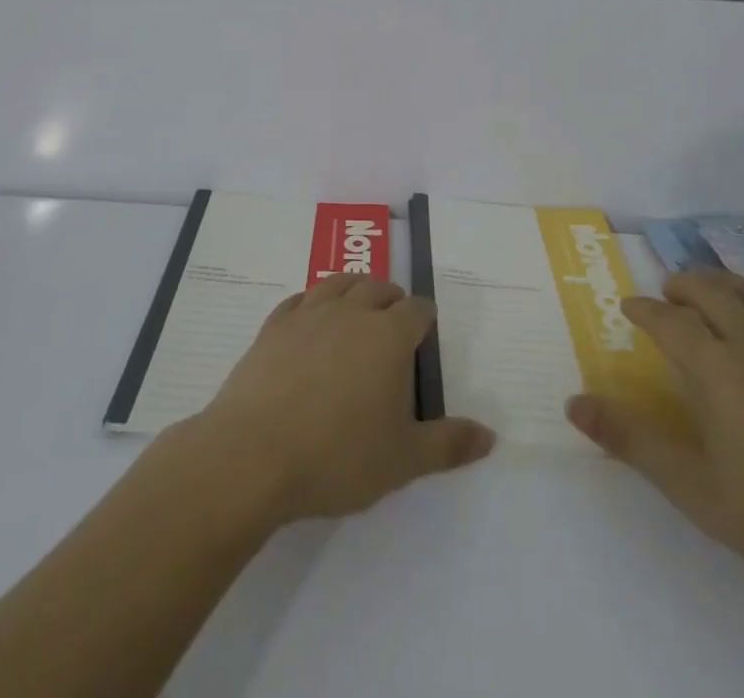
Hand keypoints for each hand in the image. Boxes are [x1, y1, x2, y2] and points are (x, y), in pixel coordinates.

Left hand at [180, 275, 495, 526]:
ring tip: (357, 307)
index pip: (417, 310)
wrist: (252, 455)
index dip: (425, 318)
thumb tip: (491, 435)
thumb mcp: (403, 460)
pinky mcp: (274, 326)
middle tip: (394, 321)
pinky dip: (312, 301)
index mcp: (388, 336)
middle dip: (392, 299)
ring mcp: (309, 313)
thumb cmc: (337, 457)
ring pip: (338, 282)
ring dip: (354, 289)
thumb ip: (449, 445)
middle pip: (379, 287)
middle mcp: (352, 311)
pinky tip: (310, 318)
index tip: (426, 332)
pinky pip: (299, 299)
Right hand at [565, 269, 743, 583]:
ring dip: (717, 283)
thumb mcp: (691, 485)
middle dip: (680, 285)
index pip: (667, 318)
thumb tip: (573, 403)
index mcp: (712, 364)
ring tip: (706, 291)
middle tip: (666, 293)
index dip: (644, 309)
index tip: (630, 308)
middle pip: (707, 290)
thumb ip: (631, 440)